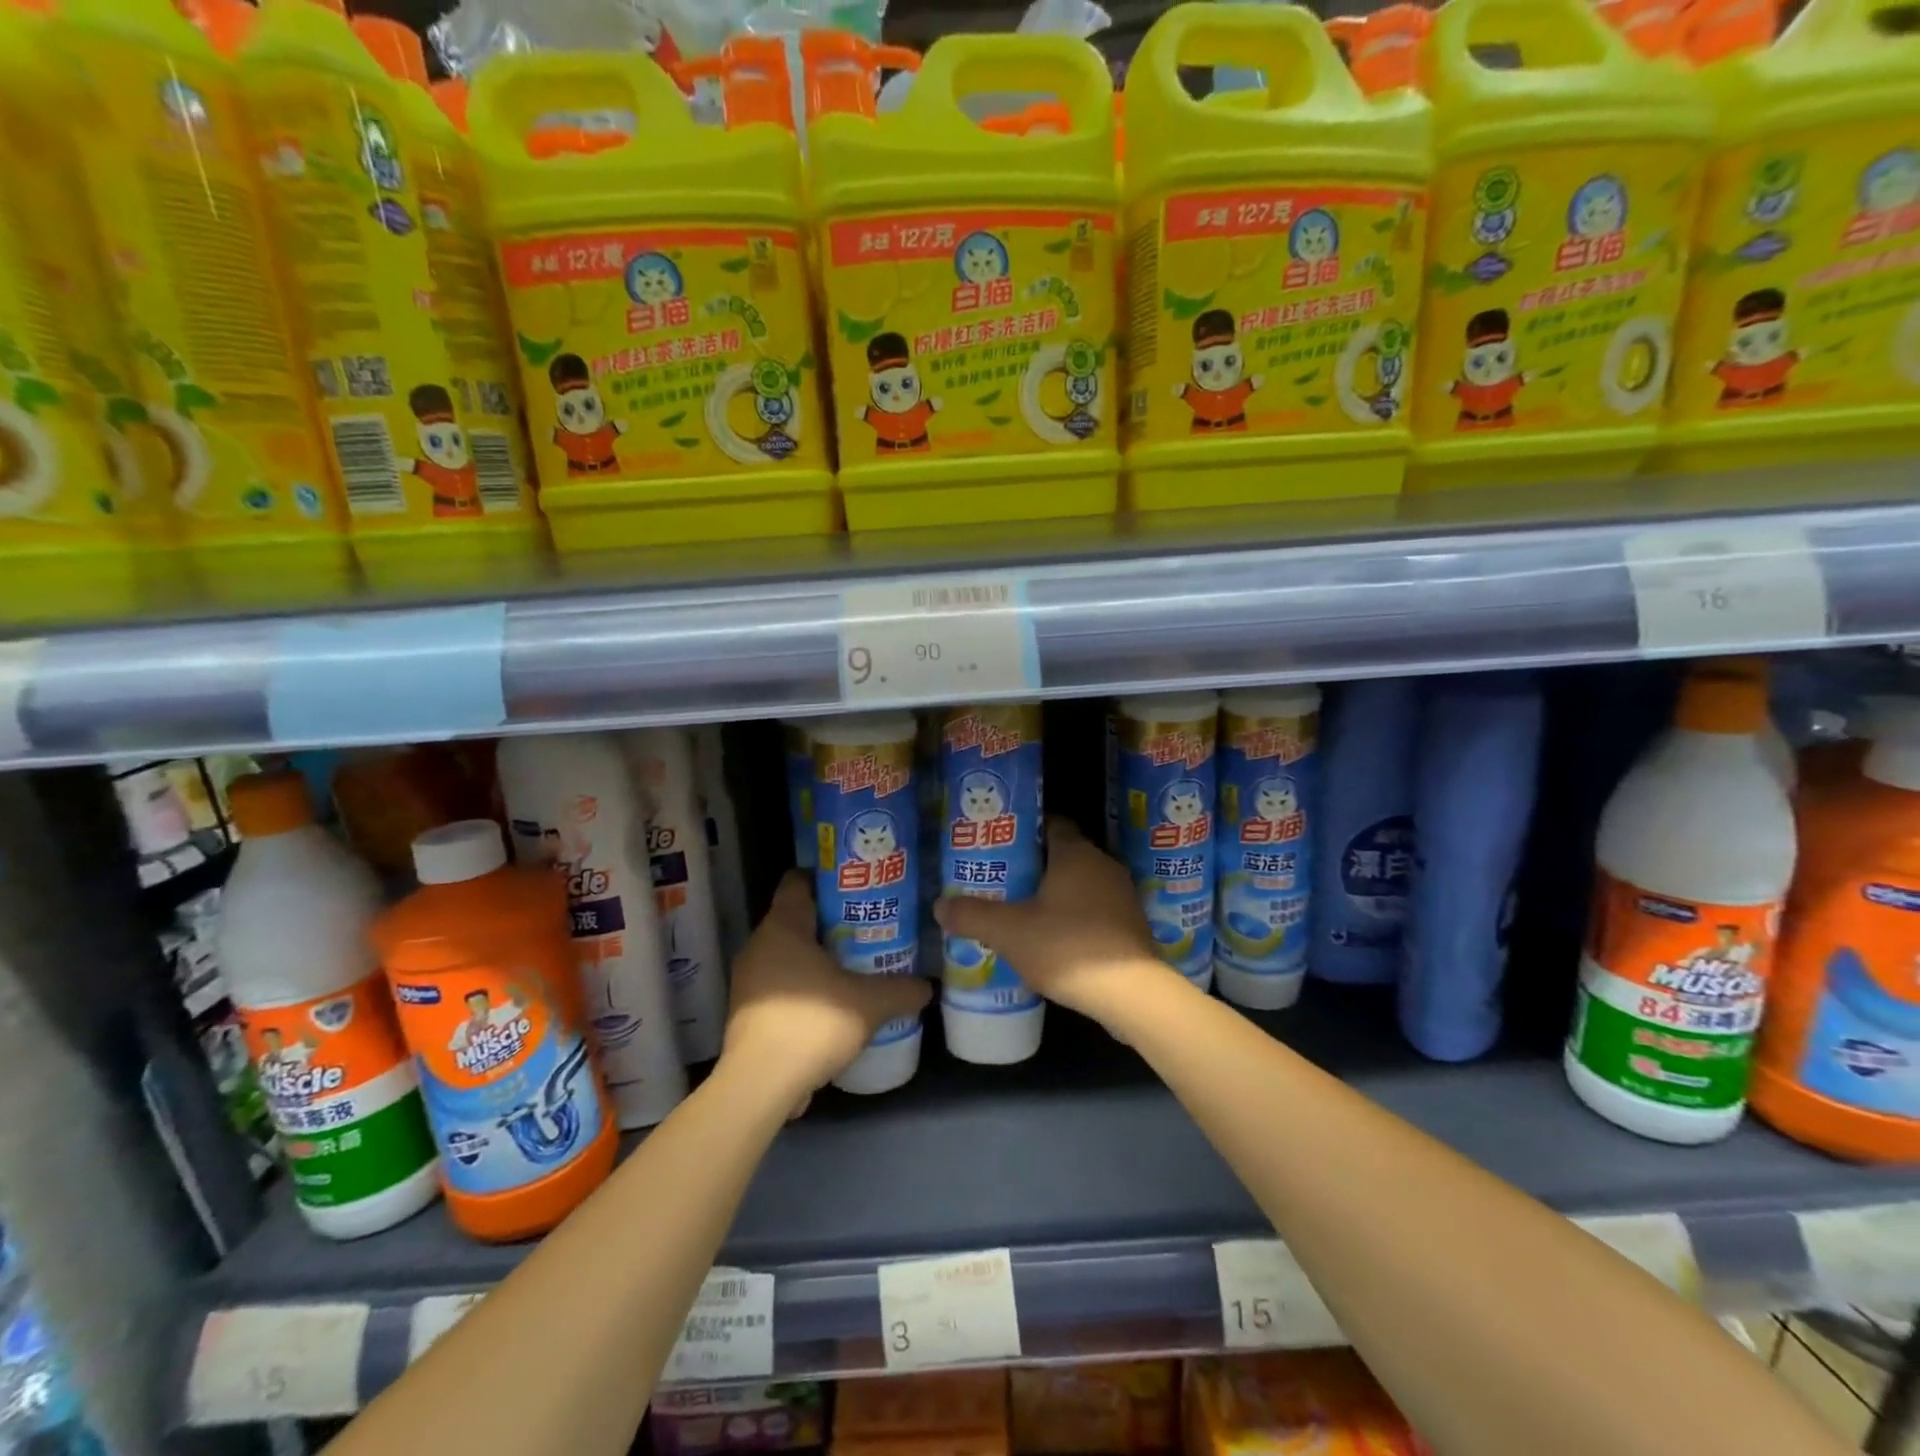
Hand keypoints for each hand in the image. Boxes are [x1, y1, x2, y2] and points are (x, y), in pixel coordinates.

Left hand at [722, 872, 930, 1109]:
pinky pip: (778, 983)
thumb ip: (902, 990)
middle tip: (867, 928)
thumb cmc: (813, 1024)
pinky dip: (802, 985)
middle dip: (830, 922)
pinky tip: (831, 1003)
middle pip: (795, 917)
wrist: (760, 1084)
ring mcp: (748, 979)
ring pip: (786, 953)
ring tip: (854, 966)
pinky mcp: (746, 1010)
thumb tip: (927, 987)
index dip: (826, 879)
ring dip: (816, 957)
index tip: (856, 888)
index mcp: (783, 926)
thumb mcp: (870, 1004)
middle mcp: (759, 944)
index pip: (798, 881)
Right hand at [932, 818, 1175, 1027]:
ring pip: (1080, 884)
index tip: (999, 843)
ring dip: (1056, 894)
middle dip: (1034, 865)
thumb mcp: (1009, 932)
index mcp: (1076, 853)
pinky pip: (1095, 909)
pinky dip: (1075, 916)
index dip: (1024, 830)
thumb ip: (972, 915)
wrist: (1131, 994)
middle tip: (1002, 879)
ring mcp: (1122, 896)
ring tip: (1022, 910)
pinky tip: (1054, 938)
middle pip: (1064, 854)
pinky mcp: (1131, 925)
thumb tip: (939, 905)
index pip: (1051, 823)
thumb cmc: (1067, 947)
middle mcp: (1103, 865)